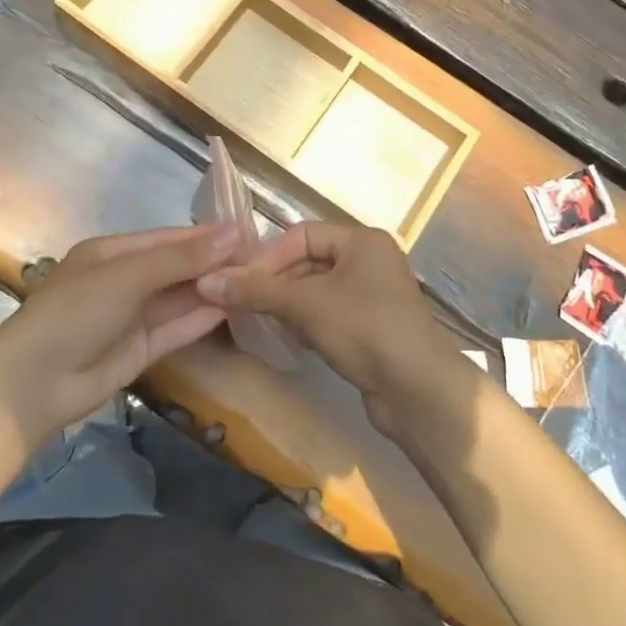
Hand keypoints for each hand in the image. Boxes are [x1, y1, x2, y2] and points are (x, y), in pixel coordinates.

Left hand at [0, 224, 242, 445]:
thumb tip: (233, 234)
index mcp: (112, 253)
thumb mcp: (128, 276)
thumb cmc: (76, 312)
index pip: (168, 238)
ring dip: (212, 289)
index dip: (206, 236)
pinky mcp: (140, 350)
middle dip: (214, 262)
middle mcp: (124, 281)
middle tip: (262, 258)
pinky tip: (234, 307)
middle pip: (177, 267)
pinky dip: (202, 317)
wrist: (33, 384)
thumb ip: (181, 259)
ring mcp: (132, 317)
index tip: (247, 232)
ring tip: (257, 280)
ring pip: (180, 298)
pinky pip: (176, 328)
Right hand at [196, 223, 459, 435]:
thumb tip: (205, 281)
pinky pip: (330, 313)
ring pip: (318, 290)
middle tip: (245, 305)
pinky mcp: (372, 327)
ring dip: (289, 304)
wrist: (420, 391)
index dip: (270, 256)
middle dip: (277, 282)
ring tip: (264, 322)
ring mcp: (373, 296)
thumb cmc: (365, 330)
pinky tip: (293, 340)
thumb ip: (257, 291)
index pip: (303, 234)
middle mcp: (370, 260)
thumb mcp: (306, 305)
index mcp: (361, 241)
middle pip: (309, 261)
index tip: (241, 283)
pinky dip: (308, 322)